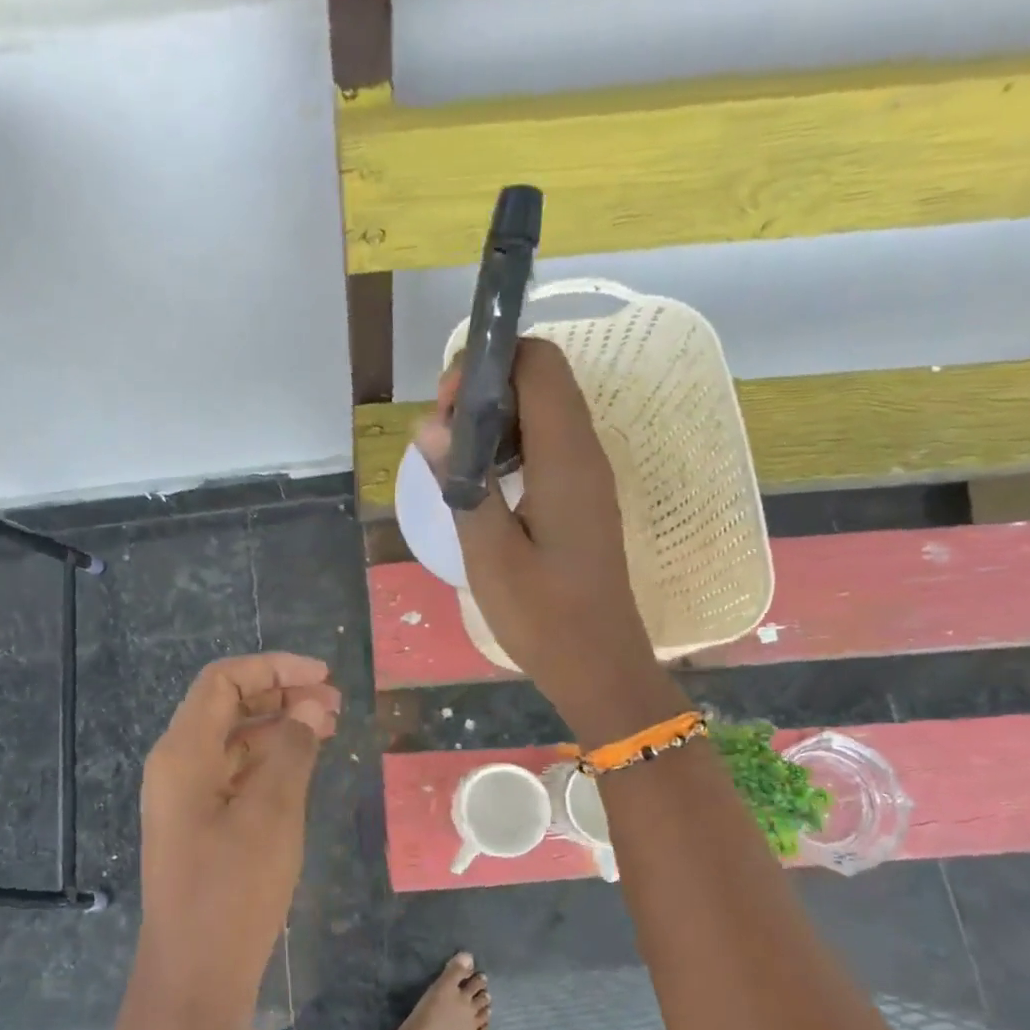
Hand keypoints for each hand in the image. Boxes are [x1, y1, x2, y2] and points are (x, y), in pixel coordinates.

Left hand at [135, 652, 340, 1029]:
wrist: (194, 981)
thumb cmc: (233, 892)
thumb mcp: (272, 813)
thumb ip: (292, 749)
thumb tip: (311, 706)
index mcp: (183, 753)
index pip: (223, 680)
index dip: (273, 667)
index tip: (324, 676)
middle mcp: (177, 766)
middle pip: (227, 705)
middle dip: (281, 694)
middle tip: (335, 704)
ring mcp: (186, 798)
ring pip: (234, 739)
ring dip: (279, 726)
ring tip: (329, 729)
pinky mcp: (200, 825)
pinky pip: (235, 773)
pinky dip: (270, 760)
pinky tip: (304, 767)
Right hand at [415, 339, 682, 744]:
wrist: (599, 666)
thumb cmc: (543, 617)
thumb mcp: (489, 554)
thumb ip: (462, 484)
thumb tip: (430, 425)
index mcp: (566, 458)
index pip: (537, 363)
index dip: (488, 364)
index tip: (447, 408)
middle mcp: (584, 452)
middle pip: (539, 378)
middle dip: (484, 388)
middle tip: (442, 438)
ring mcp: (587, 474)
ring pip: (541, 410)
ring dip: (494, 418)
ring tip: (454, 459)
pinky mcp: (582, 496)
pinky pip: (546, 443)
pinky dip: (509, 444)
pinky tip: (481, 483)